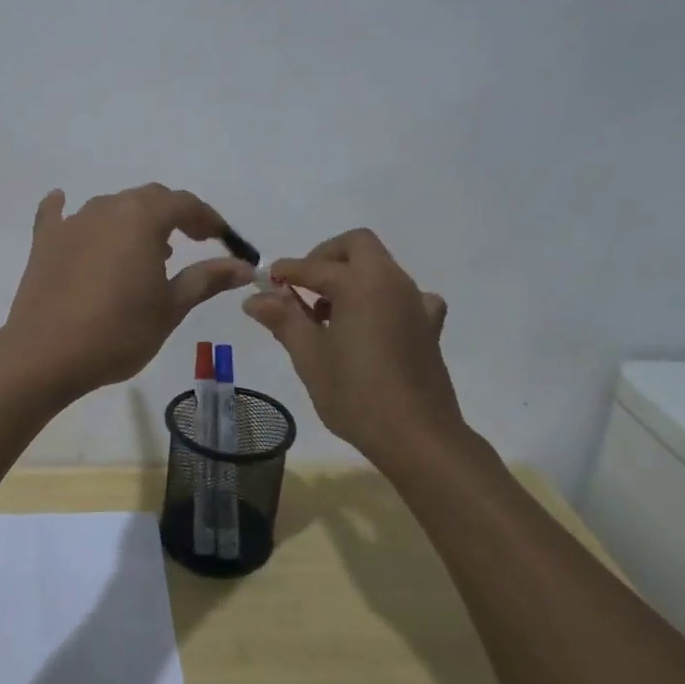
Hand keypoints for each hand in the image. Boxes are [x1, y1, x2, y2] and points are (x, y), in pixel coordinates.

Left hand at [4, 184, 255, 398]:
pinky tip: (63, 202)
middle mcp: (107, 208)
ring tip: (147, 250)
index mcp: (142, 218)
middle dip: (175, 215)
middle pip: (148, 199)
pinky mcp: (45, 241)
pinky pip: (59, 215)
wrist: (46, 355)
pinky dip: (67, 210)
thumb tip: (244, 266)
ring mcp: (72, 222)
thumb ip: (207, 278)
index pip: (184, 203)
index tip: (222, 238)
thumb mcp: (171, 307)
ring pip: (112, 208)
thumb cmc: (119, 331)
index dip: (208, 218)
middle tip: (193, 241)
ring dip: (135, 221)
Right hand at [243, 228, 461, 461]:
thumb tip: (255, 298)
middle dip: (326, 257)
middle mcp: (392, 282)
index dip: (287, 271)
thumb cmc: (357, 394)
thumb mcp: (310, 356)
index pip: (315, 266)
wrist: (418, 437)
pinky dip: (384, 300)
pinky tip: (372, 326)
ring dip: (352, 277)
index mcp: (361, 283)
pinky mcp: (429, 327)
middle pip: (358, 246)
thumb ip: (283, 319)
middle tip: (303, 286)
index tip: (266, 280)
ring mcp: (416, 303)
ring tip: (328, 314)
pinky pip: (406, 297)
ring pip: (381, 269)